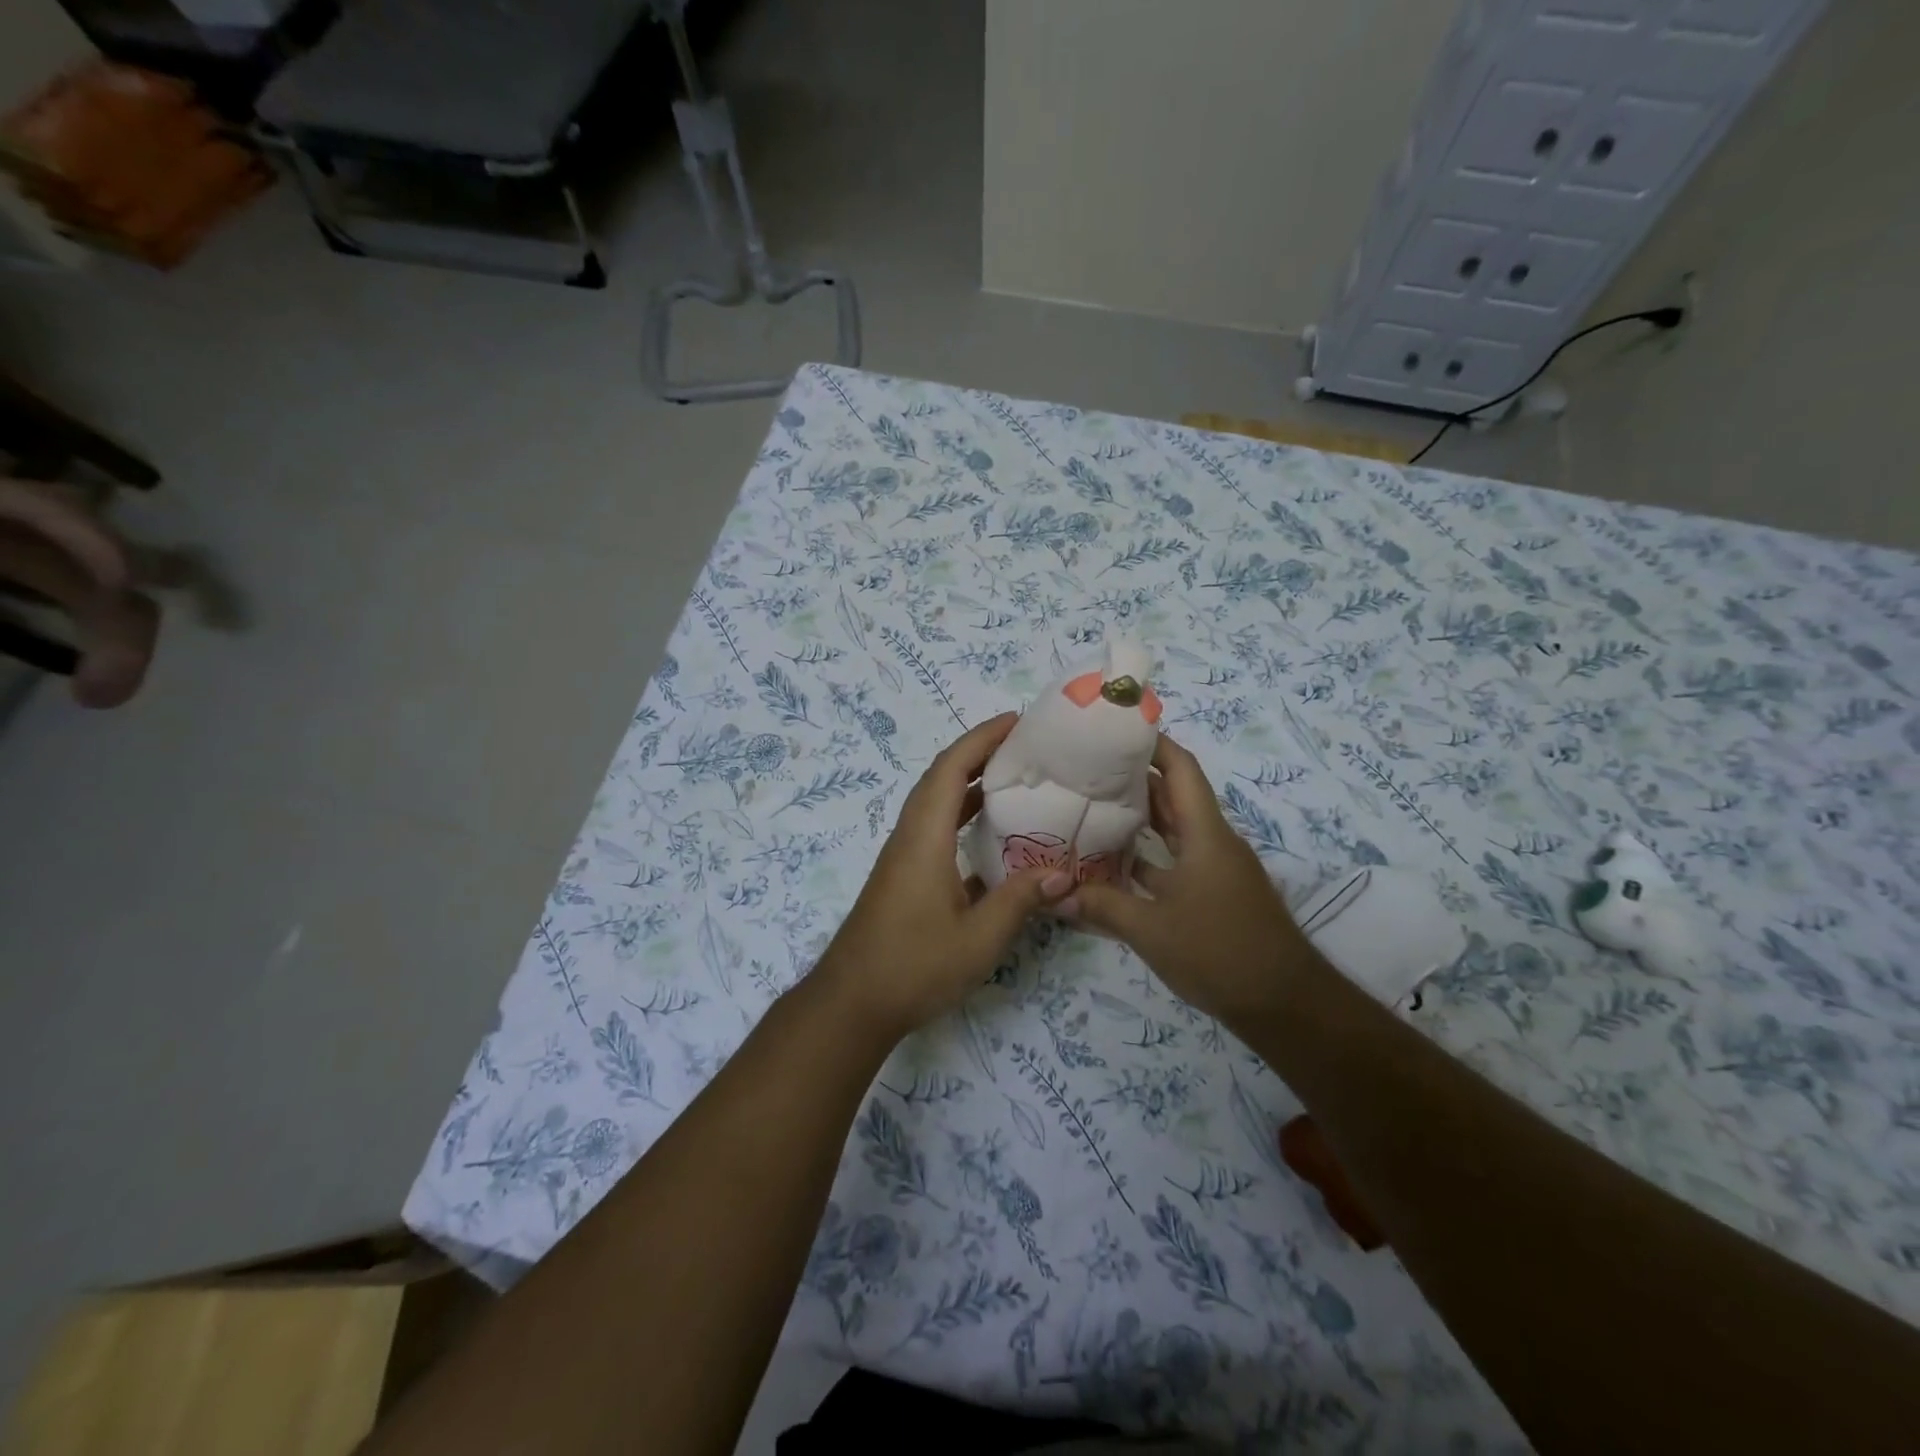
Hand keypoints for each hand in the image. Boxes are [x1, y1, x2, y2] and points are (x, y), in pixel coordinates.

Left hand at [811, 713, 1073, 1040]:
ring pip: (937, 803)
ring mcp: (904, 857)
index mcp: (924, 837)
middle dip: (980, 753)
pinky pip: (936, 829)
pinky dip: (963, 817)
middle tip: (1026, 747)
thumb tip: (1064, 873)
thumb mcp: (978, 939)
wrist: (852, 1003)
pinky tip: (994, 836)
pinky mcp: (905, 876)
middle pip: (942, 777)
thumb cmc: (913, 966)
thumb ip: (1020, 901)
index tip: (1017, 721)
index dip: (982, 738)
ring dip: (970, 784)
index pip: (951, 768)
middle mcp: (910, 836)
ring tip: (1016, 780)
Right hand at [1070, 731, 1312, 1025]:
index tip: (1115, 730)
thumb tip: (1054, 894)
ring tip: (1091, 805)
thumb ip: (1101, 906)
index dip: (1153, 743)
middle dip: (1135, 777)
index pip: (1181, 769)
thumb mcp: (1151, 929)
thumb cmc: (1219, 952)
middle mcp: (1213, 842)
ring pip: (1174, 829)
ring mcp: (1215, 869)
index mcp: (1205, 834)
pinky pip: (1174, 860)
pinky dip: (1147, 856)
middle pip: (1174, 795)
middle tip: (1087, 767)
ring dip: (1140, 817)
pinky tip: (1112, 863)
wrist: (1283, 1003)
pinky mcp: (1213, 894)